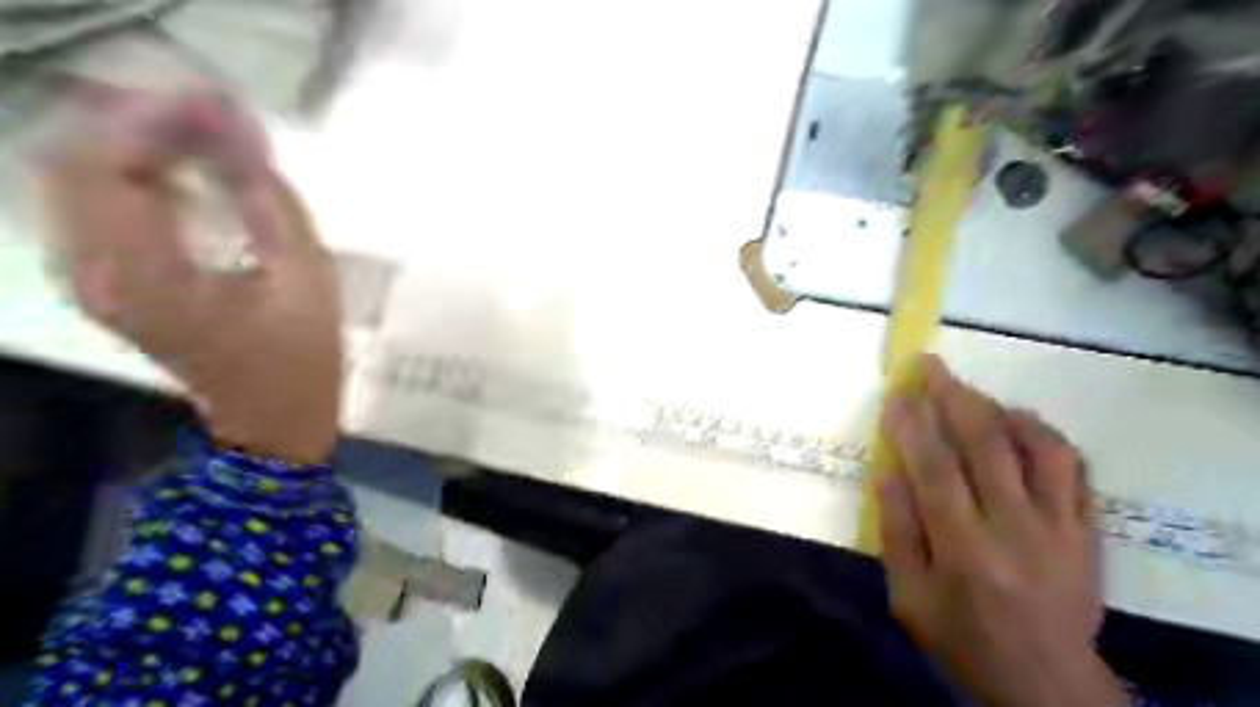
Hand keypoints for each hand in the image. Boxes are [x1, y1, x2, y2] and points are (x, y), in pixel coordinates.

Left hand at [40, 92, 341, 463]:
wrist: (273, 415)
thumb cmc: (301, 355)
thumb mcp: (305, 276)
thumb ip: (268, 199)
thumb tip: (238, 128)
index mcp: (145, 278)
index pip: (113, 167)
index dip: (157, 122)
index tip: (217, 102)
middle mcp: (91, 273)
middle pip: (76, 161)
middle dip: (139, 123)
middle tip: (212, 115)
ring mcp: (87, 278)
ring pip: (75, 176)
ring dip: (132, 144)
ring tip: (202, 136)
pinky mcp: (101, 280)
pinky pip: (90, 202)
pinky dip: (129, 172)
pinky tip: (181, 171)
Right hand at [878, 355, 1121, 706]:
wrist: (1045, 680)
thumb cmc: (961, 636)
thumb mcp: (908, 596)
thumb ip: (897, 532)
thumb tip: (887, 471)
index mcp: (962, 547)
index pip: (934, 468)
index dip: (913, 423)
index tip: (898, 391)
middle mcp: (1013, 528)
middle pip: (985, 445)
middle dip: (953, 396)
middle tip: (932, 365)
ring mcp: (1058, 527)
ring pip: (1038, 448)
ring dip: (1002, 410)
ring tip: (974, 393)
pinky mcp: (1086, 530)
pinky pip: (1075, 469)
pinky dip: (1046, 436)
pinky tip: (1022, 423)